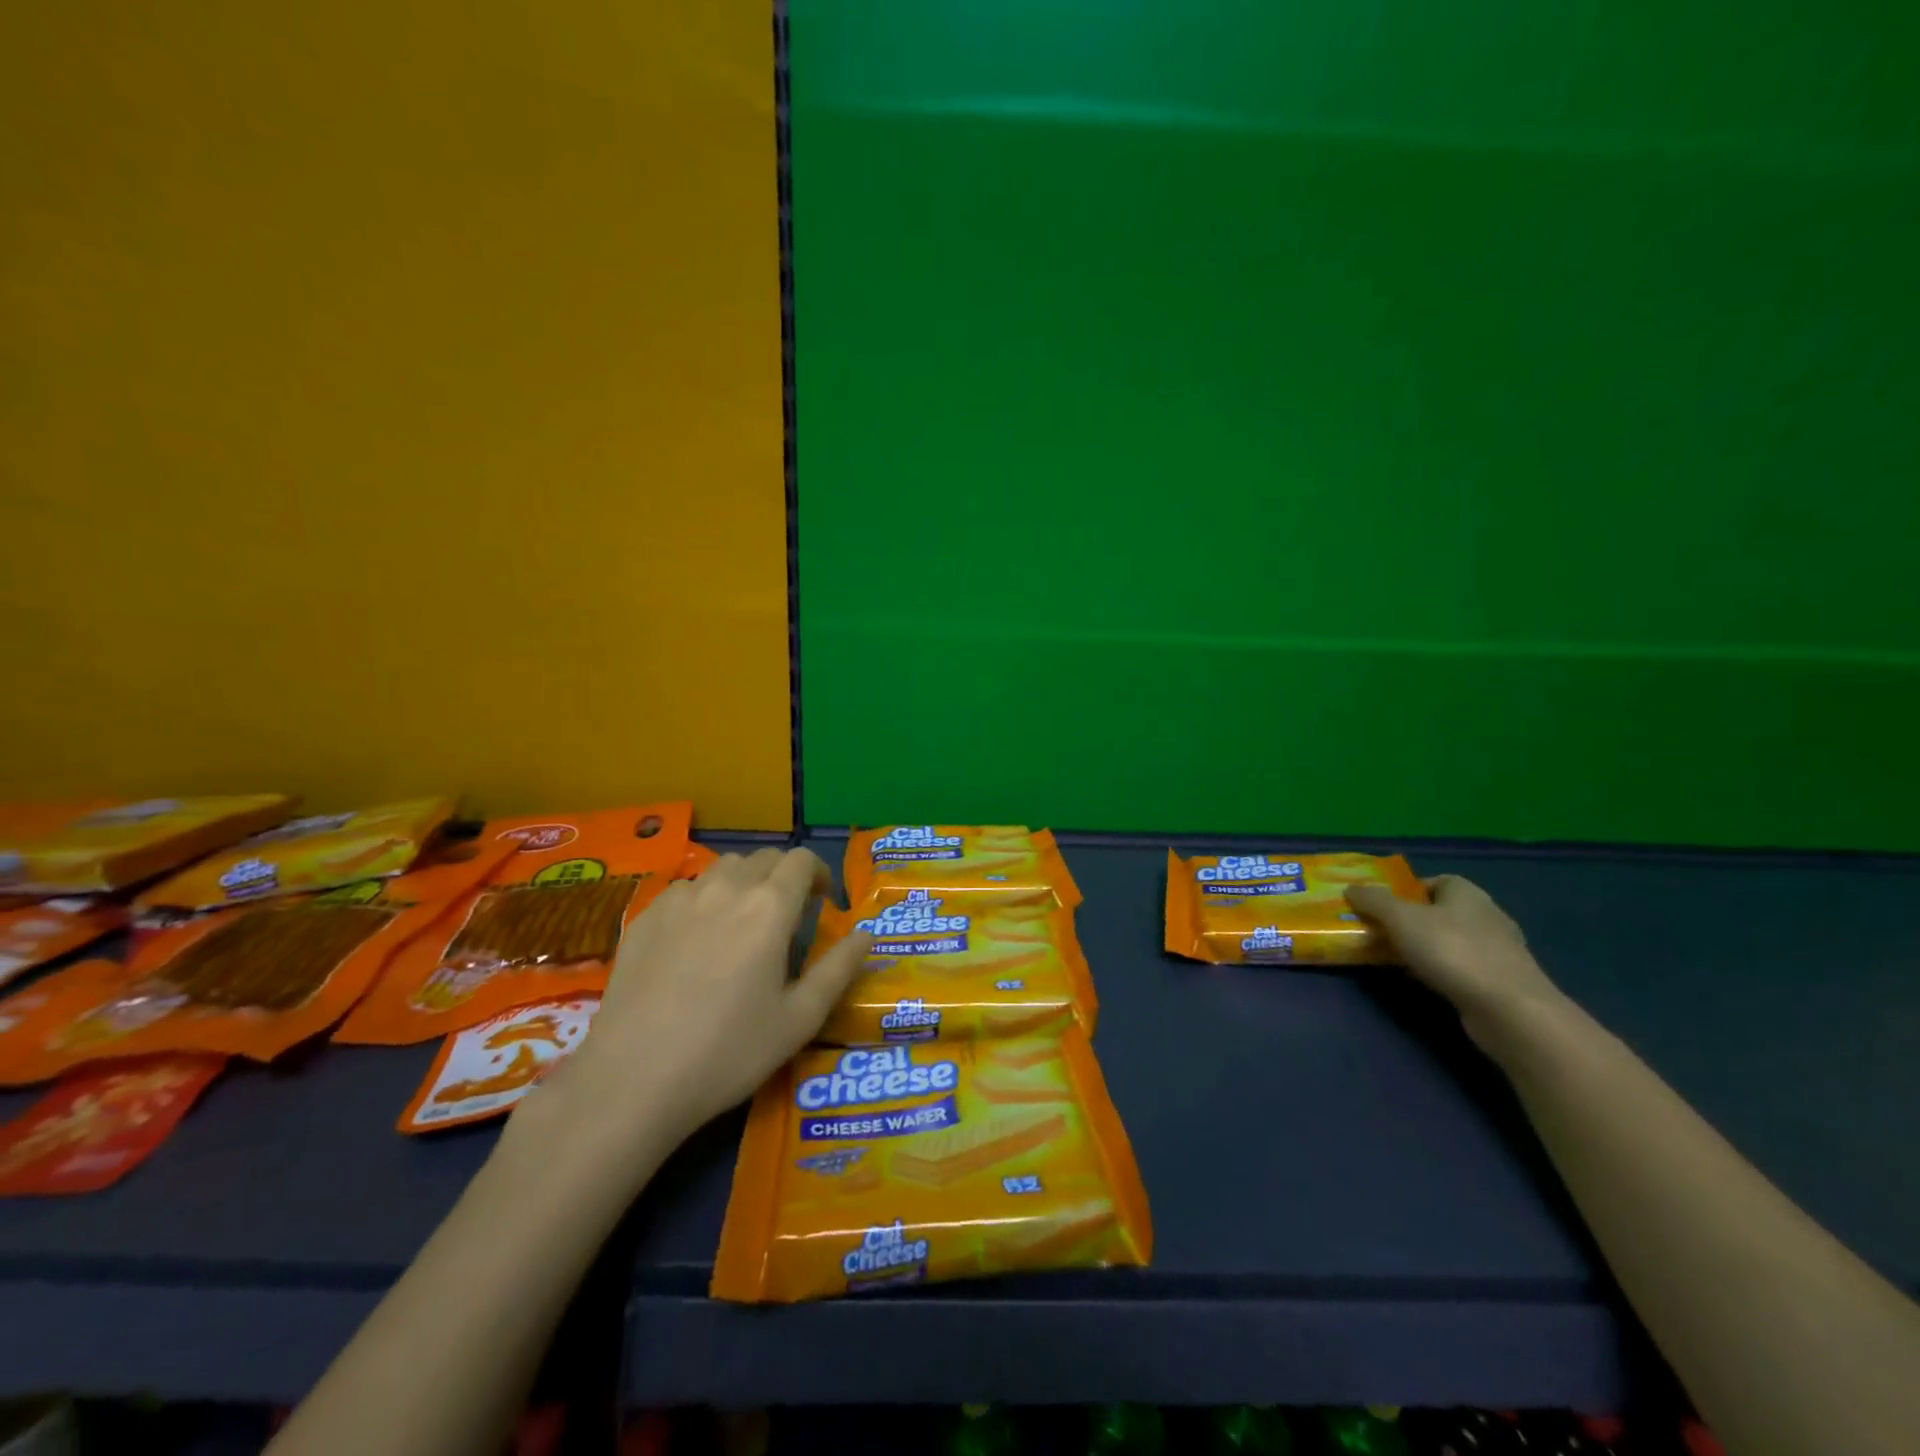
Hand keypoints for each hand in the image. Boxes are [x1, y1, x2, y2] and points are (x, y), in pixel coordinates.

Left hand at [543, 847, 871, 1145]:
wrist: (633, 1079)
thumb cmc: (728, 1051)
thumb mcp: (799, 1019)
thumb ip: (839, 969)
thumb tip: (866, 935)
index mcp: (770, 907)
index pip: (801, 860)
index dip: (817, 873)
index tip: (821, 902)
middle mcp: (726, 889)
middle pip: (763, 858)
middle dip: (783, 876)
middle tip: (787, 915)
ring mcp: (680, 899)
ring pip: (722, 868)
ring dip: (744, 882)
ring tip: (742, 921)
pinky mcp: (644, 917)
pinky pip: (685, 888)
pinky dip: (703, 898)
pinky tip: (696, 938)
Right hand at [1345, 875, 1564, 1040]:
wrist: (1509, 1010)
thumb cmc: (1452, 951)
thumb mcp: (1400, 919)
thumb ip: (1373, 901)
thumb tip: (1351, 888)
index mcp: (1466, 892)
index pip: (1432, 881)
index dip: (1404, 890)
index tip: (1380, 906)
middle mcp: (1485, 915)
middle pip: (1438, 911)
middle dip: (1409, 920)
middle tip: (1379, 931)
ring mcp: (1497, 950)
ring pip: (1448, 940)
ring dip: (1423, 947)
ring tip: (1394, 958)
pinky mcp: (1499, 980)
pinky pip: (1460, 966)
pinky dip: (1440, 970)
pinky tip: (1422, 981)